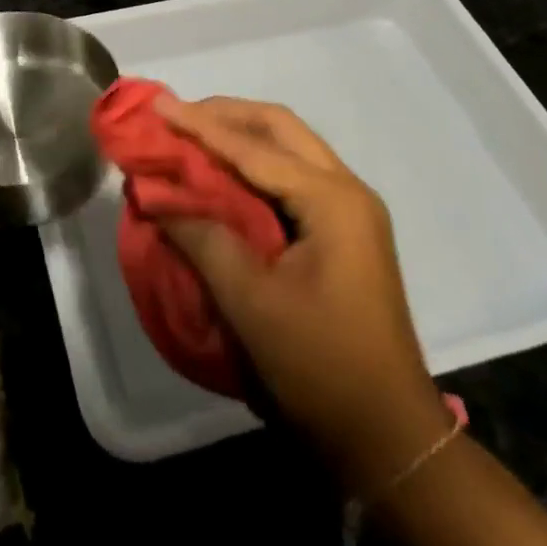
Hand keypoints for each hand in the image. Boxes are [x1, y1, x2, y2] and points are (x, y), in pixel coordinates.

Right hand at [153, 96, 454, 488]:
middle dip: (226, 115)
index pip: (253, 147)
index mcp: (332, 201)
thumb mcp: (252, 304)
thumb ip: (202, 238)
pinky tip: (227, 173)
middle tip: (178, 116)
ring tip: (194, 135)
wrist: (390, 441)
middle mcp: (347, 191)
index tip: (158, 104)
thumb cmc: (321, 367)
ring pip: (290, 145)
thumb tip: (155, 195)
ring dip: (241, 134)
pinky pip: (294, 173)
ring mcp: (351, 211)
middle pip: (280, 128)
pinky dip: (256, 162)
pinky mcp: (345, 232)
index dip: (200, 125)